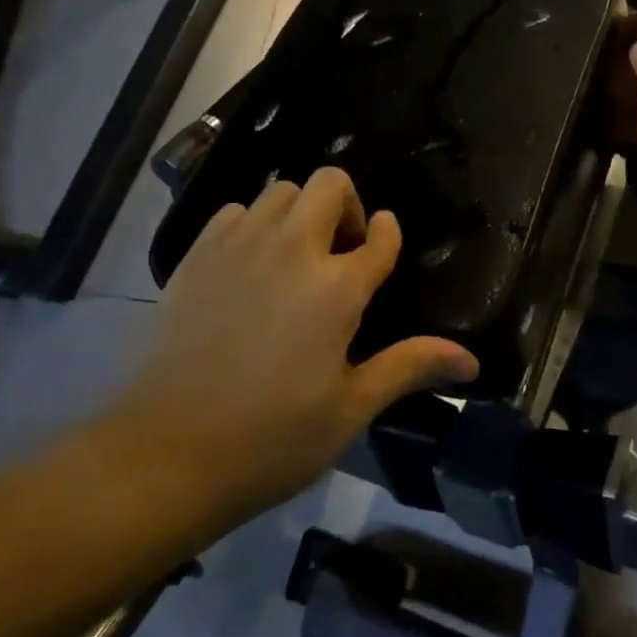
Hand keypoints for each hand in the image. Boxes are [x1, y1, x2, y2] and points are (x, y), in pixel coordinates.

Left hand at [129, 167, 478, 520]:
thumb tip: (471, 361)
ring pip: (280, 190)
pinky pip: (235, 212)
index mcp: (337, 288)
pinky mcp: (196, 256)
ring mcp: (239, 246)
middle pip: (328, 184)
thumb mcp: (350, 409)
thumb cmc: (270, 439)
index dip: (388, 233)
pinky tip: (250, 266)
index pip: (380, 236)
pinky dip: (253, 224)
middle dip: (346, 205)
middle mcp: (292, 250)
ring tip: (296, 258)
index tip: (385, 242)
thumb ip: (409, 367)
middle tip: (342, 252)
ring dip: (299, 212)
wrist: (164, 453)